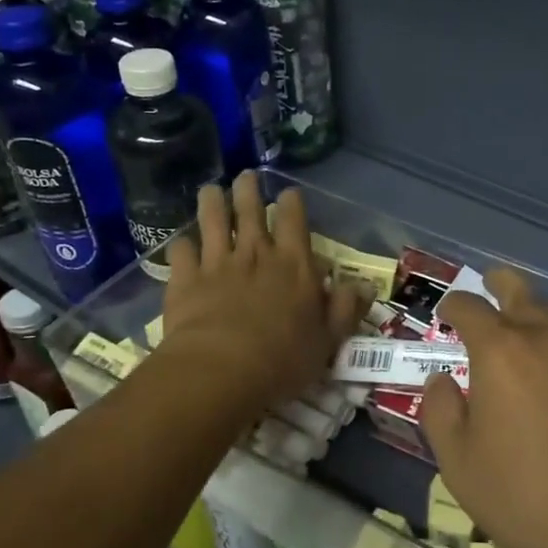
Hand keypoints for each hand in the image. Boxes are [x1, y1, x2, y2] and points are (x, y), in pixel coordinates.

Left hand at [158, 173, 364, 413]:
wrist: (222, 371)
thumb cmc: (284, 358)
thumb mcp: (329, 339)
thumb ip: (346, 309)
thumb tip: (366, 286)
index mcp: (293, 264)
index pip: (293, 220)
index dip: (291, 202)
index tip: (288, 193)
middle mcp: (255, 254)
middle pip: (250, 210)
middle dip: (248, 190)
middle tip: (246, 176)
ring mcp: (217, 263)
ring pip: (212, 221)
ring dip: (212, 203)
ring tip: (210, 190)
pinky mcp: (185, 280)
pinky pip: (182, 252)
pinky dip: (182, 245)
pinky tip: (182, 244)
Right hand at [418, 268, 547, 547]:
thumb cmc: (530, 498)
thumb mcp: (460, 466)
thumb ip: (441, 412)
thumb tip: (443, 380)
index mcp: (499, 351)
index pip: (468, 307)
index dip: (454, 307)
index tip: (449, 314)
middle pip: (520, 289)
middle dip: (500, 284)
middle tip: (495, 286)